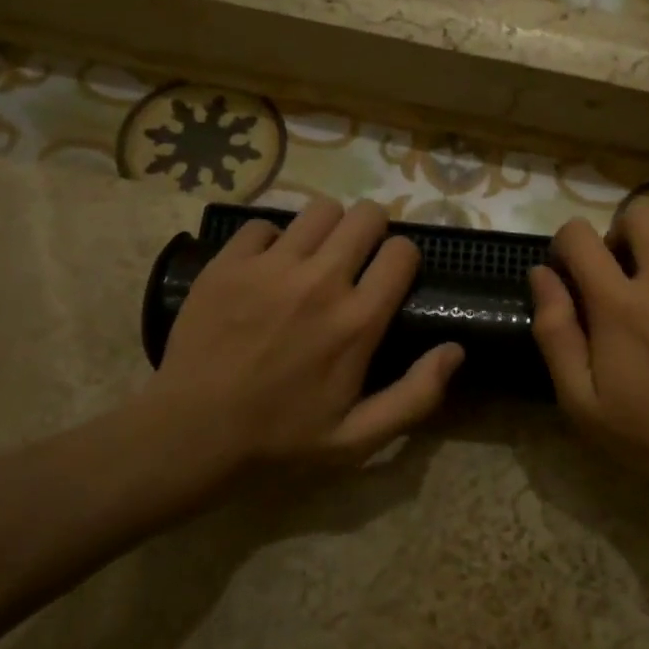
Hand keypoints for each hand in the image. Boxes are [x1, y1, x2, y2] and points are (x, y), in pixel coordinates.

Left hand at [131, 199, 463, 490]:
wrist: (192, 432)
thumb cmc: (282, 438)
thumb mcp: (359, 438)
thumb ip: (416, 395)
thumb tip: (456, 350)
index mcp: (358, 321)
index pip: (402, 252)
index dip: (403, 258)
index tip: (391, 275)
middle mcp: (321, 281)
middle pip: (366, 215)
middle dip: (371, 230)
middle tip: (357, 257)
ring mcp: (271, 267)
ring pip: (318, 209)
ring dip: (326, 228)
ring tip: (314, 255)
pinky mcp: (229, 263)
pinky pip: (262, 224)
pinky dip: (271, 241)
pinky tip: (265, 269)